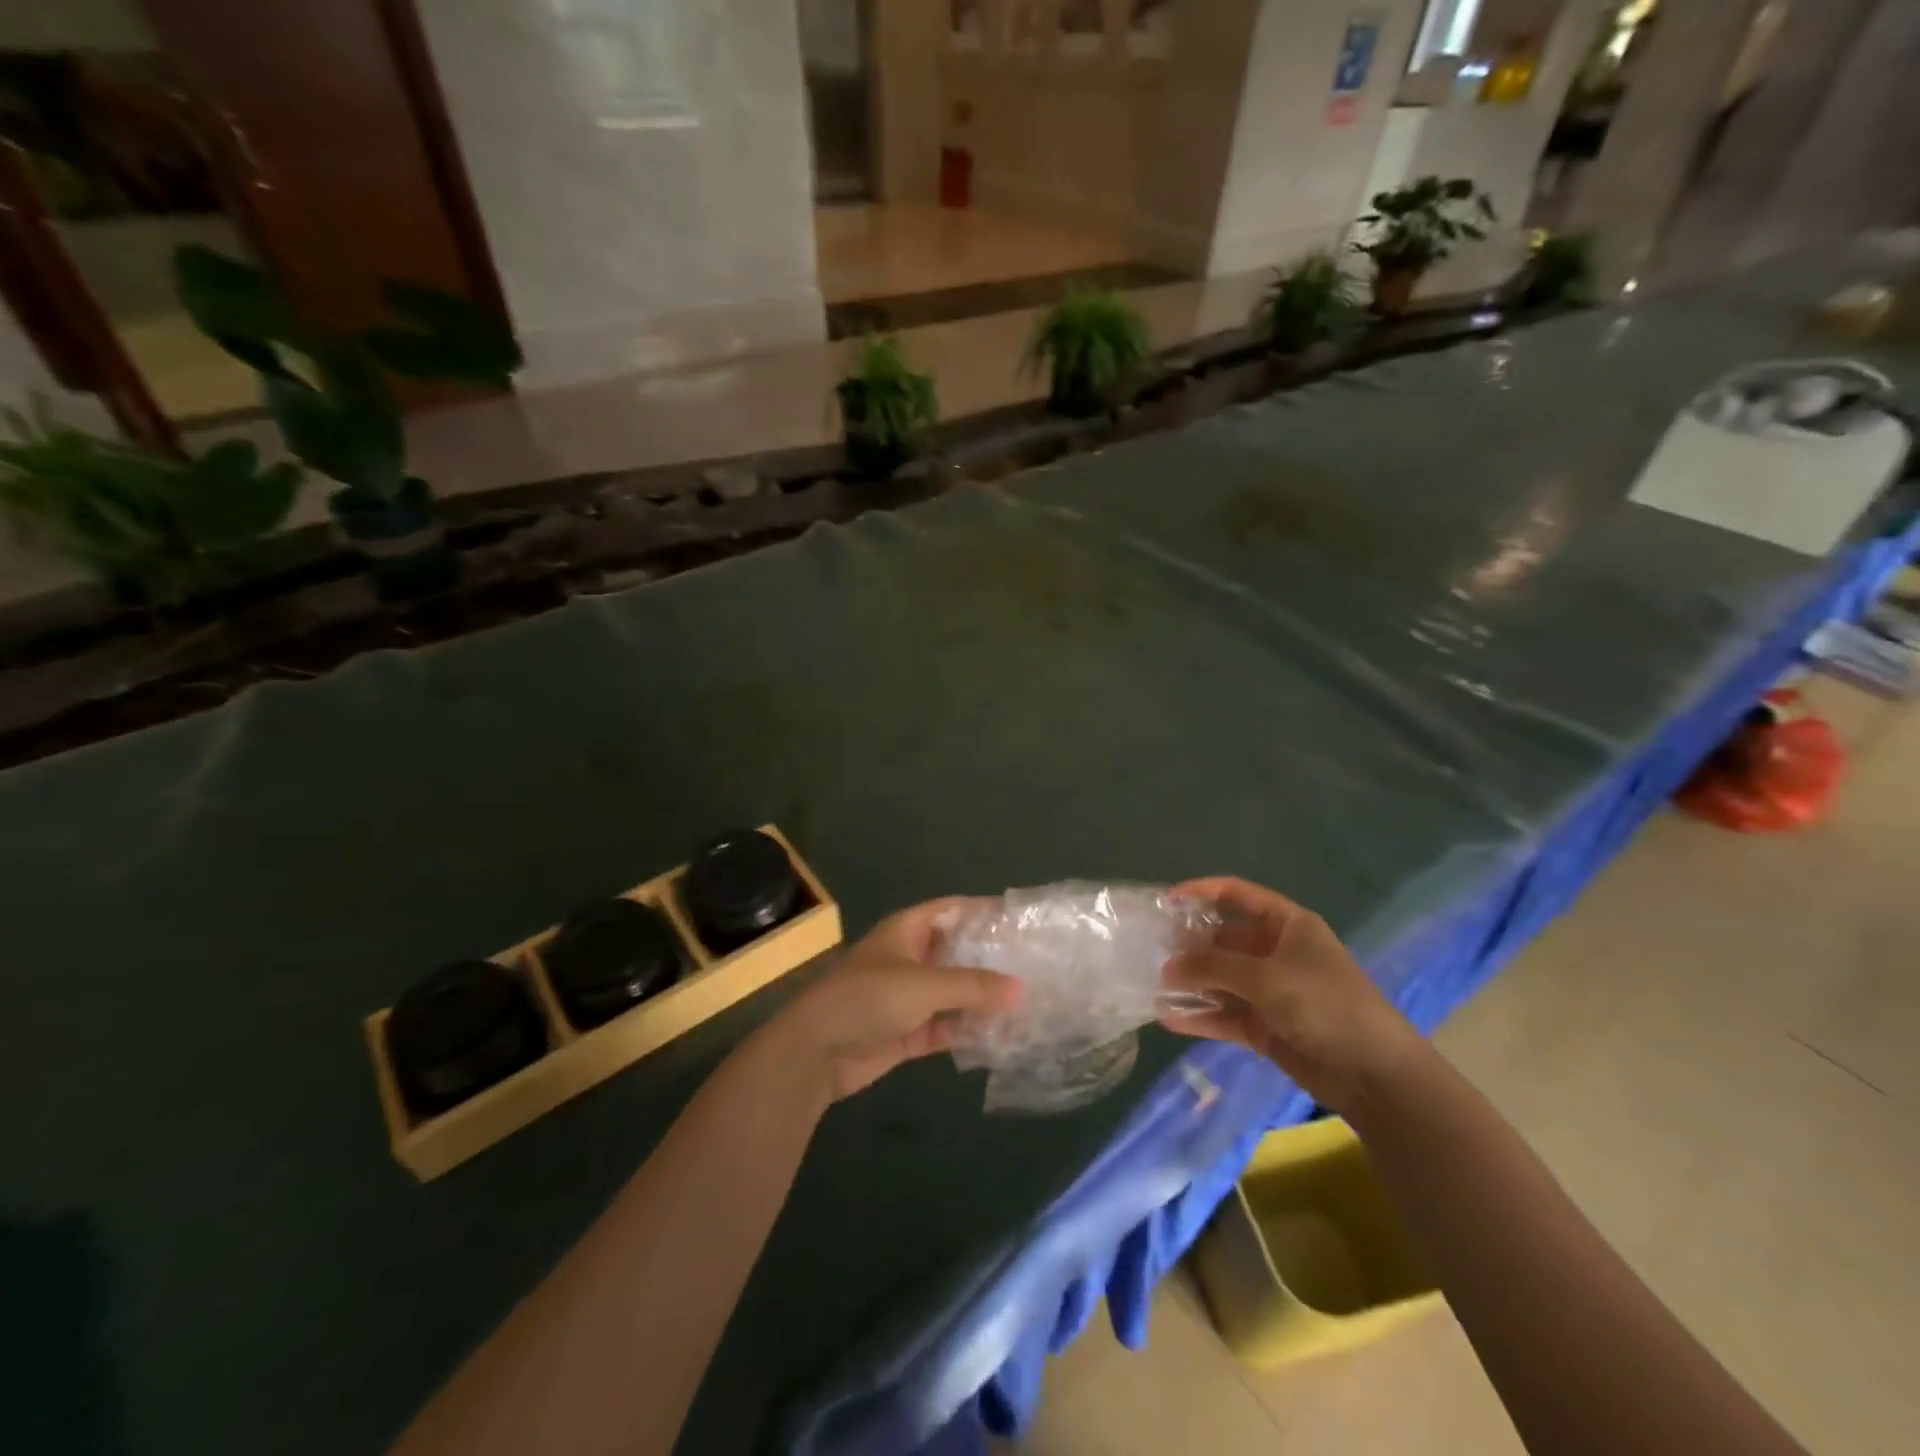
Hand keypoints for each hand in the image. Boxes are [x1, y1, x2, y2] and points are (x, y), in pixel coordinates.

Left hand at [764, 898, 1020, 1101]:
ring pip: (955, 992)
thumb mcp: (924, 984)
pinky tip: (1002, 1035)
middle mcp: (910, 958)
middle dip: (991, 960)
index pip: (952, 910)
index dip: (984, 911)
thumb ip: (973, 986)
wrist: (815, 1051)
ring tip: (1028, 1002)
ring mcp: (909, 997)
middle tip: (1035, 965)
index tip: (1021, 919)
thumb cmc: (868, 998)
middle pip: (957, 952)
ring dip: (983, 999)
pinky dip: (969, 1030)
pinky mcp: (908, 1032)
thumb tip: (1021, 989)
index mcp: (907, 931)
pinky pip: (947, 1026)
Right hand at [1158, 877, 1426, 1115]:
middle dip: (1189, 944)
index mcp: (1286, 925)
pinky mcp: (1266, 1026)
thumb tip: (1168, 968)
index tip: (1165, 901)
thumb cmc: (1324, 1004)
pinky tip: (1167, 1018)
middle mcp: (1276, 952)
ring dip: (1191, 982)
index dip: (1201, 892)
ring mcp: (1270, 991)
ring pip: (1221, 979)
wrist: (1375, 1074)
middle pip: (1223, 939)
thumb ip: (1213, 967)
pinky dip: (1200, 1017)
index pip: (1237, 895)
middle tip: (1149, 948)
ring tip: (1151, 983)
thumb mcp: (1266, 977)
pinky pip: (1225, 1015)